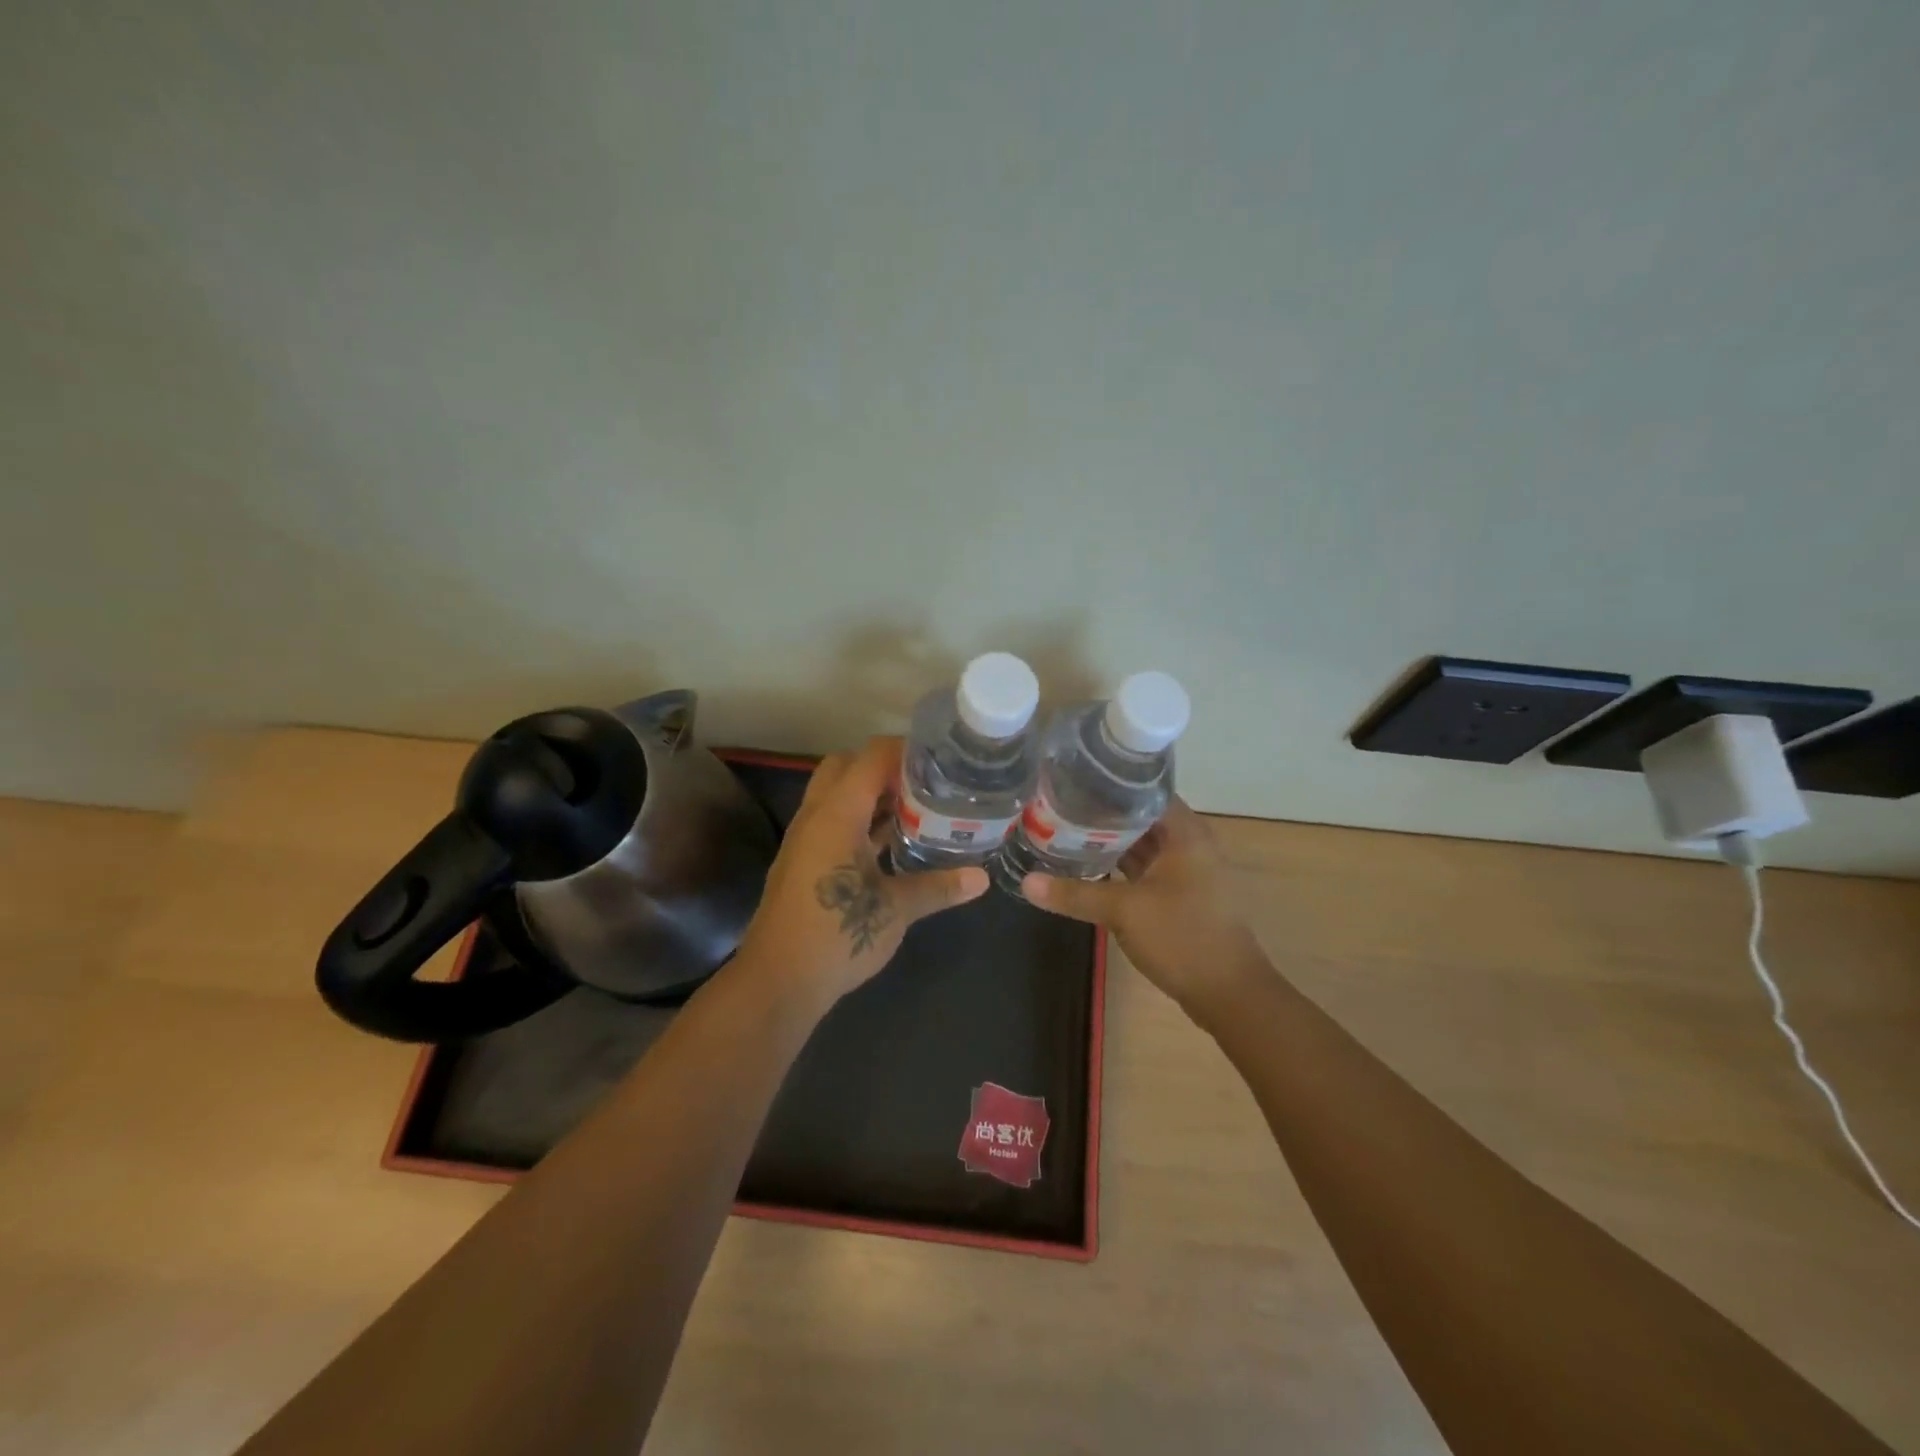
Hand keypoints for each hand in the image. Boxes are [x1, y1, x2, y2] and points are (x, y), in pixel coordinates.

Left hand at [736, 737, 988, 1007]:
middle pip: (847, 766)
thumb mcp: (896, 910)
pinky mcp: (803, 860)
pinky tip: (891, 842)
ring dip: (871, 794)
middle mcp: (816, 815)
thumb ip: (938, 887)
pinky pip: (833, 820)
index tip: (942, 758)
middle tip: (926, 783)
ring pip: (837, 794)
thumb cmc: (837, 935)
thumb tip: (982, 879)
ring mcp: (806, 838)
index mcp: (837, 813)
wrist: (778, 981)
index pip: (871, 757)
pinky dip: (860, 818)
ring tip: (916, 806)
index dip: (906, 750)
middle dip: (885, 767)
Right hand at [1021, 797, 1263, 1016]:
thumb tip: (1026, 881)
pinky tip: (1089, 868)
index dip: (1111, 785)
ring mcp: (1187, 873)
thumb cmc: (1183, 937)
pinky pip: (1146, 870)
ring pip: (1143, 846)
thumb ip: (1074, 893)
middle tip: (1059, 806)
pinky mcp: (1181, 897)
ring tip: (1066, 831)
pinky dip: (1121, 867)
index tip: (1074, 781)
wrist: (1230, 995)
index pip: (1145, 791)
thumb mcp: (1123, 911)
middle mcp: (1190, 845)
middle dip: (1103, 814)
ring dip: (1111, 842)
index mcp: (1186, 833)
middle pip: (1141, 818)